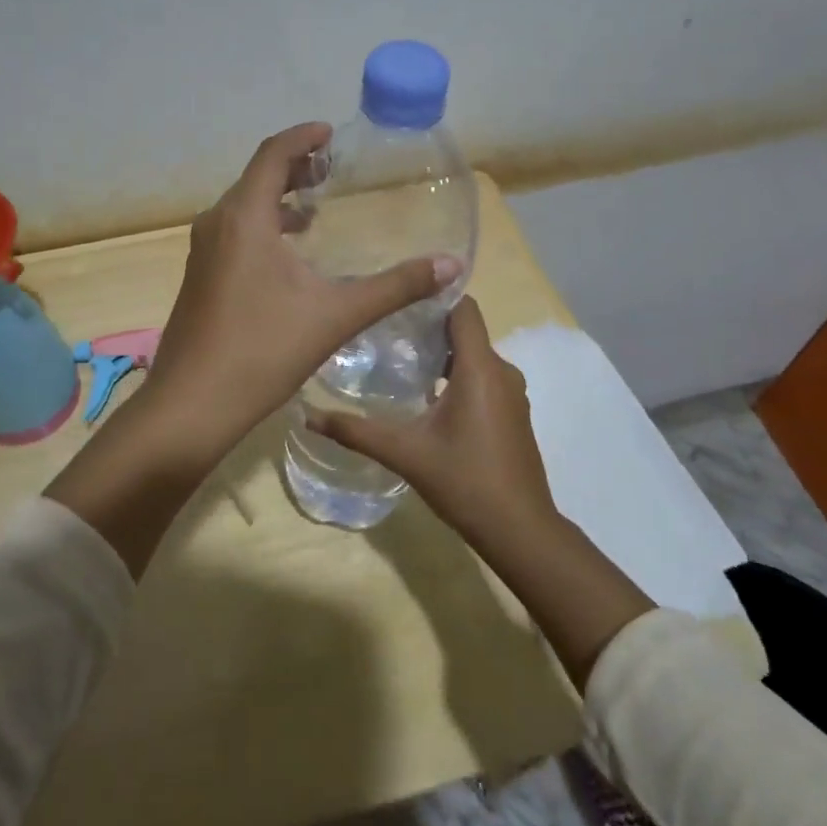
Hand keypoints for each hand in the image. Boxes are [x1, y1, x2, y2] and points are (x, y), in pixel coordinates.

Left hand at [138, 122, 461, 473]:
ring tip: (315, 212)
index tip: (331, 133)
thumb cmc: (263, 350)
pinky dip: (263, 229)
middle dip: (294, 168)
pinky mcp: (199, 279)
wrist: (191, 405)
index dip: (303, 137)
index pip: (273, 154)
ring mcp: (203, 253)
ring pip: (242, 208)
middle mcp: (217, 224)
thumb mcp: (336, 315)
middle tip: (331, 171)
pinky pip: (233, 234)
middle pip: (256, 178)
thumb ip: (395, 287)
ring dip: (278, 201)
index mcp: (244, 217)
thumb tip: (450, 265)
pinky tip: (288, 260)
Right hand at [310, 296, 651, 686]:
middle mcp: (501, 371)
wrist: (520, 529)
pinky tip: (426, 397)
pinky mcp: (512, 413)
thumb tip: (306, 417)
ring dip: (441, 354)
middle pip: (465, 330)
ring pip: (474, 356)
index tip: (396, 300)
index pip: (463, 307)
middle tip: (384, 331)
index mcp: (480, 368)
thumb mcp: (405, 453)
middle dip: (427, 326)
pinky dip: (456, 376)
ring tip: (398, 362)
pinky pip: (483, 377)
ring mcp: (511, 393)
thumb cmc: (464, 482)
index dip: (433, 296)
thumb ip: (355, 431)